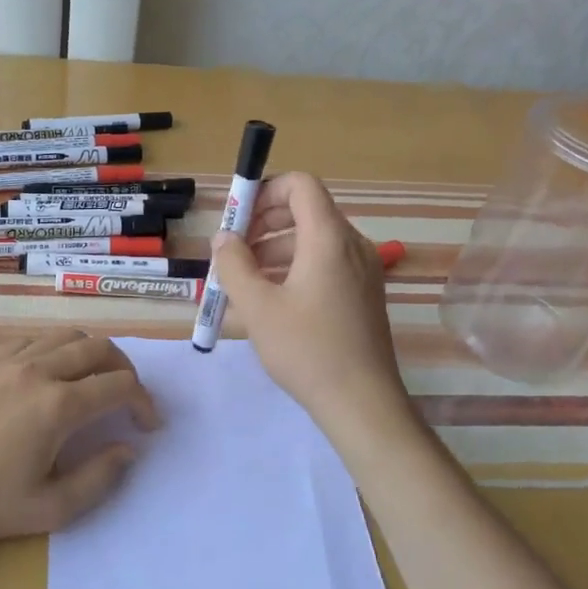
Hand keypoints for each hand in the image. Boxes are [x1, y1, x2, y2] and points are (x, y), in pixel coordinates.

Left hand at [0, 329, 158, 545]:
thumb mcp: (51, 508)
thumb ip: (100, 478)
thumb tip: (128, 449)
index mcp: (59, 405)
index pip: (120, 386)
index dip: (144, 402)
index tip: (149, 425)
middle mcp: (40, 371)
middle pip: (100, 348)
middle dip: (126, 370)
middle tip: (129, 399)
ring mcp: (12, 361)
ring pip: (69, 335)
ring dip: (94, 353)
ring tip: (97, 382)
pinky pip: (37, 339)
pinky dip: (60, 348)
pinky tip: (56, 375)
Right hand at [213, 172, 410, 430]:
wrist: (362, 403)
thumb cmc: (307, 350)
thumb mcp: (258, 307)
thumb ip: (234, 264)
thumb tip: (223, 237)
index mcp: (329, 238)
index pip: (300, 185)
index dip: (265, 191)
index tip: (237, 219)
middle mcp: (351, 244)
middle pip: (306, 210)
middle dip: (264, 222)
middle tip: (233, 250)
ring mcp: (363, 269)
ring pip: (314, 239)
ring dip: (275, 247)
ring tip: (244, 279)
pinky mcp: (364, 292)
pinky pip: (326, 262)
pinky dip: (295, 266)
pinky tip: (272, 298)